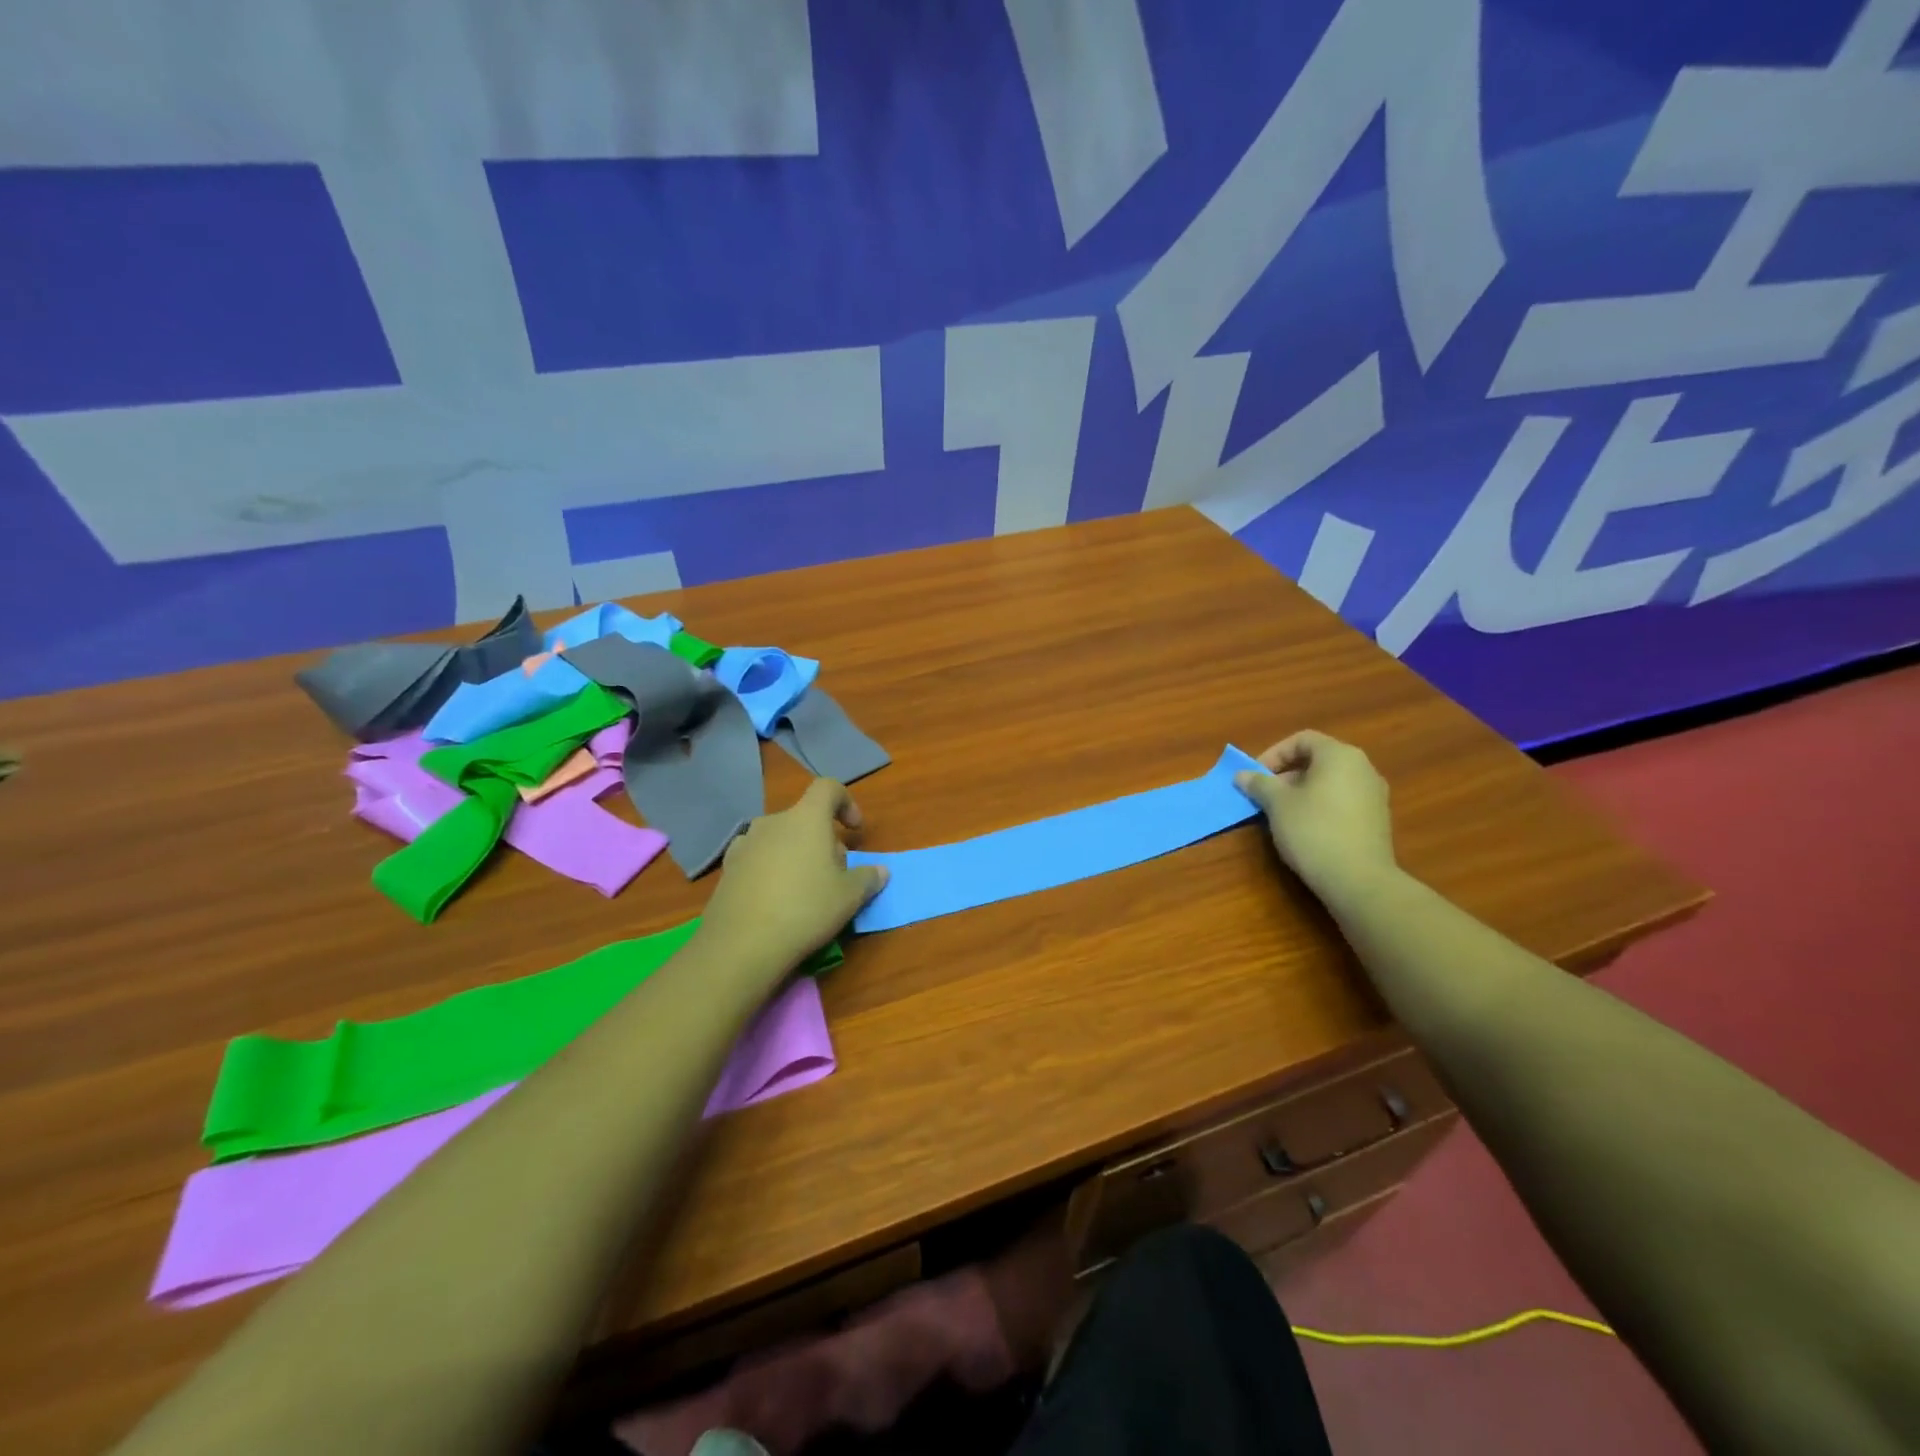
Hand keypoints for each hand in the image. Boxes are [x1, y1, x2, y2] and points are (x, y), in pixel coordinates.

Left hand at [697, 779, 889, 976]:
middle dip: (823, 839)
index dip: (846, 802)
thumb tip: (880, 871)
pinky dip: (771, 869)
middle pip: (804, 818)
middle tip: (834, 873)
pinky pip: (758, 858)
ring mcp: (745, 844)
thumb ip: (868, 878)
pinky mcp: (728, 869)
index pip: (828, 788)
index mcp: (806, 818)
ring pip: (780, 838)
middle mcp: (773, 822)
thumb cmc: (806, 909)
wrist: (742, 944)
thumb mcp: (850, 897)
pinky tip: (775, 899)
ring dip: (796, 853)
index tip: (855, 831)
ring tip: (804, 887)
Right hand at [1235, 730, 1395, 904]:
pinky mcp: (1377, 819)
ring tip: (1281, 814)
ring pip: (1330, 782)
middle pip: (1317, 760)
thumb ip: (1259, 784)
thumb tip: (1242, 775)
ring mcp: (1374, 794)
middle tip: (1264, 796)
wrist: (1358, 880)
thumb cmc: (1313, 831)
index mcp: (1340, 755)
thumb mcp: (1277, 804)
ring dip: (1302, 791)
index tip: (1256, 776)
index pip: (1302, 739)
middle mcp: (1363, 768)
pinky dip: (1321, 806)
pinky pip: (1343, 801)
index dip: (1273, 753)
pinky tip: (1306, 829)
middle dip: (1286, 775)